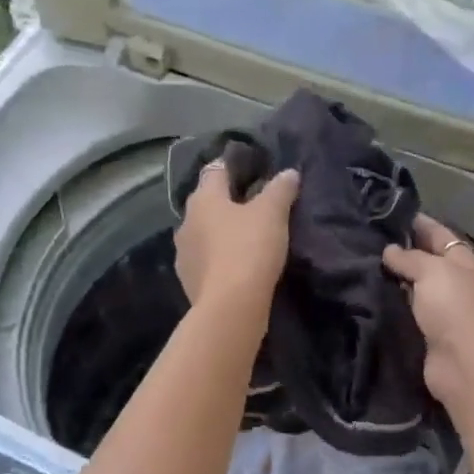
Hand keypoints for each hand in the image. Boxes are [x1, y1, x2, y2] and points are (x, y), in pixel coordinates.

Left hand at [175, 163, 299, 319]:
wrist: (230, 307)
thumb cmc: (249, 248)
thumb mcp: (272, 213)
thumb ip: (280, 189)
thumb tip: (289, 173)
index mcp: (203, 199)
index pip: (215, 170)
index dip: (232, 166)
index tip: (250, 167)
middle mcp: (186, 222)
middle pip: (207, 204)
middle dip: (227, 202)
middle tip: (254, 204)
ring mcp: (184, 254)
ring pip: (204, 233)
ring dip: (221, 233)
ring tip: (246, 237)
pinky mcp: (189, 281)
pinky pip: (206, 260)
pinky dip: (219, 258)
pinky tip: (237, 265)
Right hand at [382, 215, 473, 405]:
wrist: (465, 365)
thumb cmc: (454, 309)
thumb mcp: (432, 272)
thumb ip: (409, 258)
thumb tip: (389, 250)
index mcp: (464, 260)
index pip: (437, 232)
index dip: (414, 221)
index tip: (383, 213)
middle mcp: (456, 280)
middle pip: (426, 258)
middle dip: (400, 249)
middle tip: (364, 239)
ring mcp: (444, 307)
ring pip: (415, 284)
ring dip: (394, 277)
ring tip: (360, 263)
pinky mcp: (430, 330)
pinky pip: (408, 308)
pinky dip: (393, 301)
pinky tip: (370, 293)